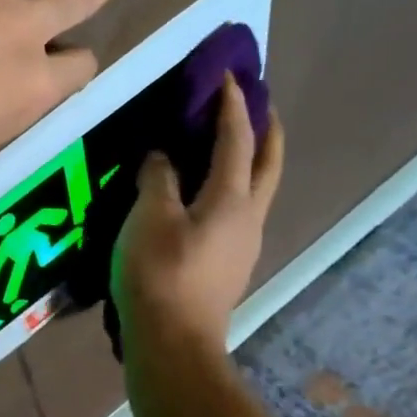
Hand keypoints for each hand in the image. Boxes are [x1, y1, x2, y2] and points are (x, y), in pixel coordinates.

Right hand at [115, 74, 284, 351]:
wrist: (173, 342)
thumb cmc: (159, 274)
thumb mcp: (148, 218)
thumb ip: (158, 179)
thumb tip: (162, 156)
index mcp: (231, 198)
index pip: (237, 139)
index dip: (233, 105)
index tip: (229, 74)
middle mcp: (249, 216)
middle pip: (268, 163)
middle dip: (265, 128)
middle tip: (257, 102)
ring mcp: (244, 244)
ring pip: (258, 188)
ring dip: (251, 158)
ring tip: (230, 143)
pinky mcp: (230, 264)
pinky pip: (240, 210)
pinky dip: (233, 185)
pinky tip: (208, 193)